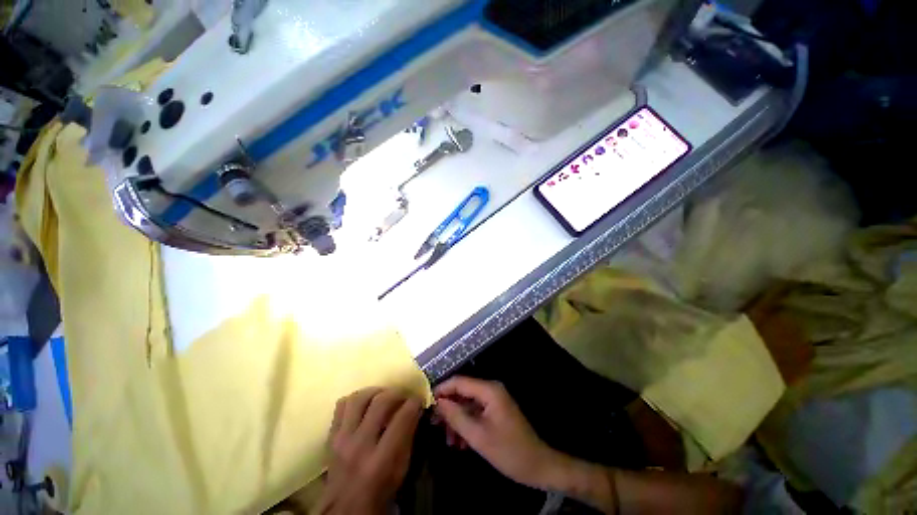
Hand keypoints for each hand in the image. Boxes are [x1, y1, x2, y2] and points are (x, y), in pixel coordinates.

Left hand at [319, 388, 422, 514]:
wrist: (343, 510)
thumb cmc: (379, 493)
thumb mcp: (401, 472)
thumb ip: (408, 438)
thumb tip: (415, 411)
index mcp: (381, 460)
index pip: (402, 418)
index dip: (414, 403)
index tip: (419, 399)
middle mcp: (360, 445)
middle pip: (381, 402)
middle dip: (397, 393)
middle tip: (404, 395)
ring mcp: (342, 439)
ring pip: (359, 398)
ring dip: (376, 391)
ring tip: (384, 395)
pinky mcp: (331, 436)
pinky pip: (341, 405)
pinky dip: (356, 399)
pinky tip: (365, 404)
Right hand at [433, 376, 562, 489]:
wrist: (538, 466)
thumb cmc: (509, 451)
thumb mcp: (478, 436)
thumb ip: (456, 416)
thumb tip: (437, 402)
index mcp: (489, 390)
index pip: (459, 382)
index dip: (442, 390)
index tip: (426, 403)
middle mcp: (491, 390)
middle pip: (463, 392)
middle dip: (449, 409)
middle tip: (435, 425)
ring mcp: (494, 401)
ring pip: (467, 405)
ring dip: (457, 420)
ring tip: (449, 441)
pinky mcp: (495, 412)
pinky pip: (476, 413)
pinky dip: (466, 425)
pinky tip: (460, 443)